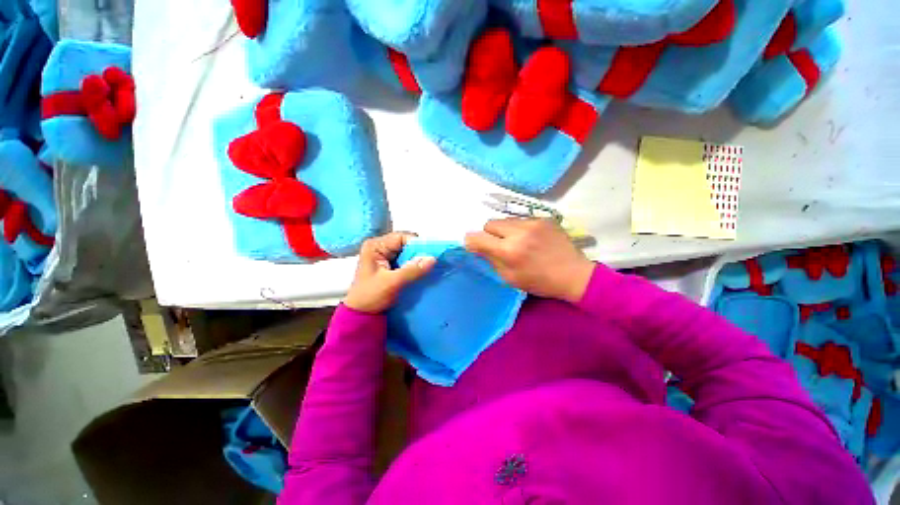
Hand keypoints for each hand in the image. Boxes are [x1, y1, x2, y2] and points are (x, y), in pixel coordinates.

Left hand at [344, 232, 436, 313]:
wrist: (361, 315)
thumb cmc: (370, 296)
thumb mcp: (392, 283)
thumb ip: (412, 270)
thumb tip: (433, 259)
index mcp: (375, 246)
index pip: (401, 237)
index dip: (417, 244)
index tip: (431, 254)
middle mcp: (380, 247)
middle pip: (405, 244)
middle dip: (419, 252)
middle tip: (431, 262)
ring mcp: (385, 256)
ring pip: (407, 252)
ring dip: (417, 259)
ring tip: (428, 267)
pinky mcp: (390, 265)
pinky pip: (406, 260)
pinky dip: (414, 265)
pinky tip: (421, 271)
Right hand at [464, 218, 594, 302]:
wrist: (573, 274)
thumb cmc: (539, 281)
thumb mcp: (509, 278)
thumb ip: (490, 259)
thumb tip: (476, 246)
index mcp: (509, 251)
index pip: (477, 237)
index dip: (472, 241)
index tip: (475, 246)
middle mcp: (518, 232)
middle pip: (490, 223)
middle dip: (489, 234)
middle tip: (500, 245)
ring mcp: (533, 222)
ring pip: (505, 219)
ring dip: (505, 230)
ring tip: (517, 241)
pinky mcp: (544, 218)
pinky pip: (521, 219)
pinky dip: (520, 228)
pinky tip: (531, 238)